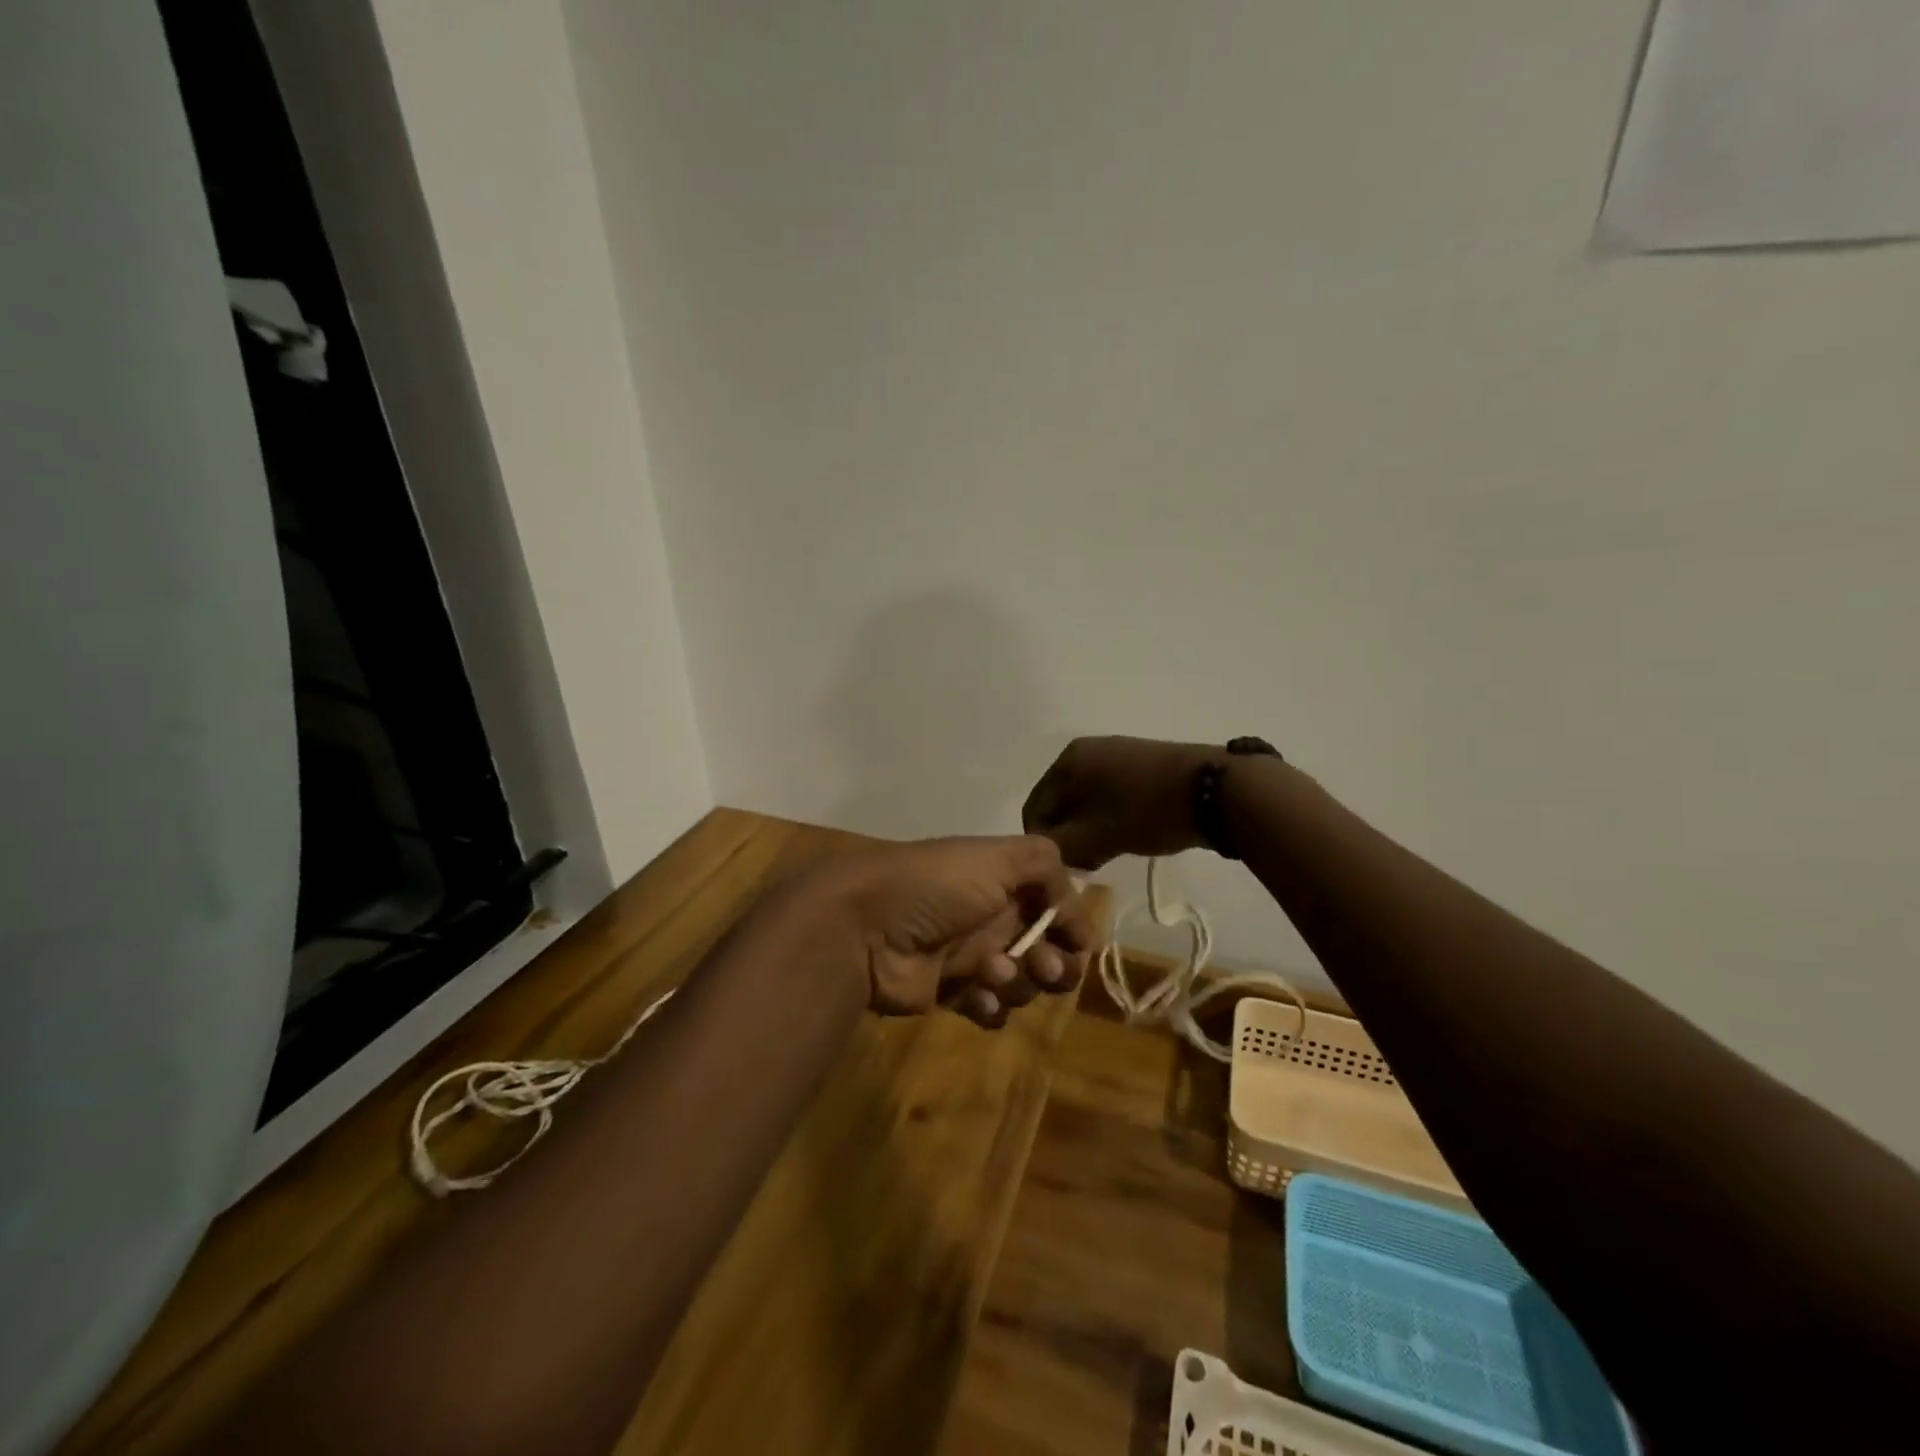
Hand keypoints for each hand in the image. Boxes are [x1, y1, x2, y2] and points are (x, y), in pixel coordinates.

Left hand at [802, 836, 1095, 1028]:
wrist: (865, 927)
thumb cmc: (935, 886)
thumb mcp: (996, 857)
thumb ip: (1044, 865)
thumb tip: (1072, 904)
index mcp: (1002, 881)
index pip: (1055, 906)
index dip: (1072, 926)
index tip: (1078, 941)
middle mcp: (992, 917)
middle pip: (1046, 950)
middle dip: (1055, 963)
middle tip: (1043, 966)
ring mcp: (971, 956)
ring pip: (1023, 983)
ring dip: (1018, 981)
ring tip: (991, 971)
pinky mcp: (951, 992)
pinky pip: (990, 1008)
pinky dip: (990, 1005)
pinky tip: (974, 996)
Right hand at [1021, 735, 1216, 869]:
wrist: (1217, 789)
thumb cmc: (1148, 811)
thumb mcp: (1098, 836)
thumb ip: (1062, 848)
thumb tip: (1047, 854)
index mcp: (1067, 761)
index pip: (1035, 809)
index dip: (1045, 844)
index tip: (1067, 868)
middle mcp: (1085, 750)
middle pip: (1060, 803)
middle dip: (1069, 836)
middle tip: (1091, 863)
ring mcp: (1114, 753)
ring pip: (1085, 801)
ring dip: (1090, 829)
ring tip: (1112, 851)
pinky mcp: (1139, 762)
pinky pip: (1108, 794)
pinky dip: (1110, 816)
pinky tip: (1129, 833)